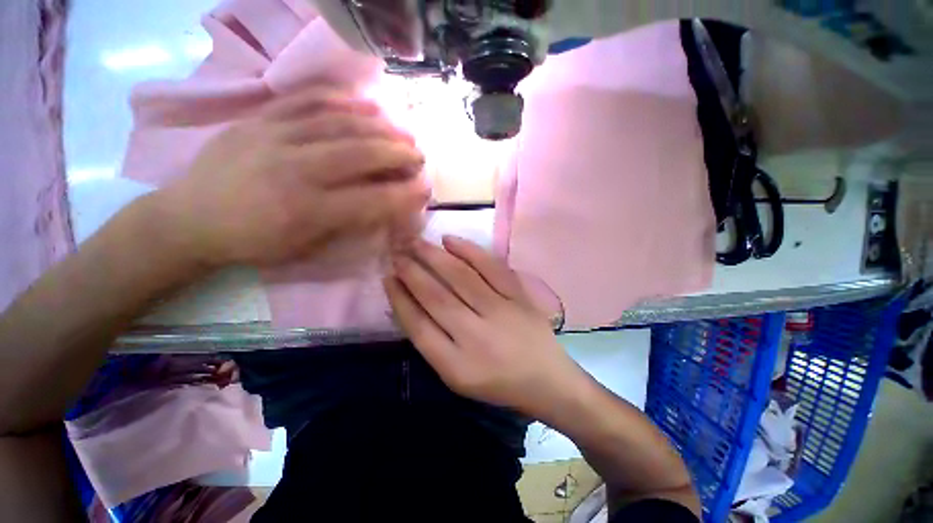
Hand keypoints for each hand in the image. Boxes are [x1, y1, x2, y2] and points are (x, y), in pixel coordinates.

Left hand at [155, 87, 427, 267]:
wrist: (189, 219)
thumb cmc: (254, 243)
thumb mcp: (305, 249)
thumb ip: (348, 226)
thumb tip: (384, 207)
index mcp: (307, 211)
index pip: (372, 200)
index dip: (404, 194)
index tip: (425, 188)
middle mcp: (295, 169)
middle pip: (360, 153)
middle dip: (399, 153)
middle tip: (419, 154)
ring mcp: (274, 137)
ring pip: (338, 122)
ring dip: (379, 125)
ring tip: (402, 129)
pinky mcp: (258, 118)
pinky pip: (305, 100)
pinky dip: (340, 98)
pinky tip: (364, 103)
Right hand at [384, 236, 586, 416]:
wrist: (547, 380)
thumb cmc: (497, 383)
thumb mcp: (457, 376)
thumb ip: (432, 343)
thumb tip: (407, 304)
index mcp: (456, 365)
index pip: (418, 326)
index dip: (399, 299)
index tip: (388, 277)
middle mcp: (476, 336)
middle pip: (436, 297)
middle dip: (412, 272)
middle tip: (397, 253)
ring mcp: (501, 312)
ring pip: (461, 277)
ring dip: (434, 257)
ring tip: (416, 242)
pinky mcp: (519, 297)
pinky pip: (491, 267)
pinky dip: (469, 250)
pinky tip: (450, 240)